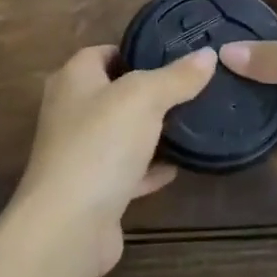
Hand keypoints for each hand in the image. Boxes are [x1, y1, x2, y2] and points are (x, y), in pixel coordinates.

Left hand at [9, 44, 215, 276]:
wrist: (69, 226)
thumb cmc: (100, 144)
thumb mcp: (144, 98)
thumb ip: (176, 77)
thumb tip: (208, 54)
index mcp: (74, 78)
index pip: (106, 52)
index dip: (138, 51)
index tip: (176, 55)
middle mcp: (71, 110)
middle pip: (115, 92)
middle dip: (150, 93)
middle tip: (192, 90)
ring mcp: (79, 152)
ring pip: (122, 133)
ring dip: (151, 132)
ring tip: (192, 124)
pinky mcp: (92, 190)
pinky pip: (126, 170)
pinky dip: (149, 169)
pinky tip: (178, 168)